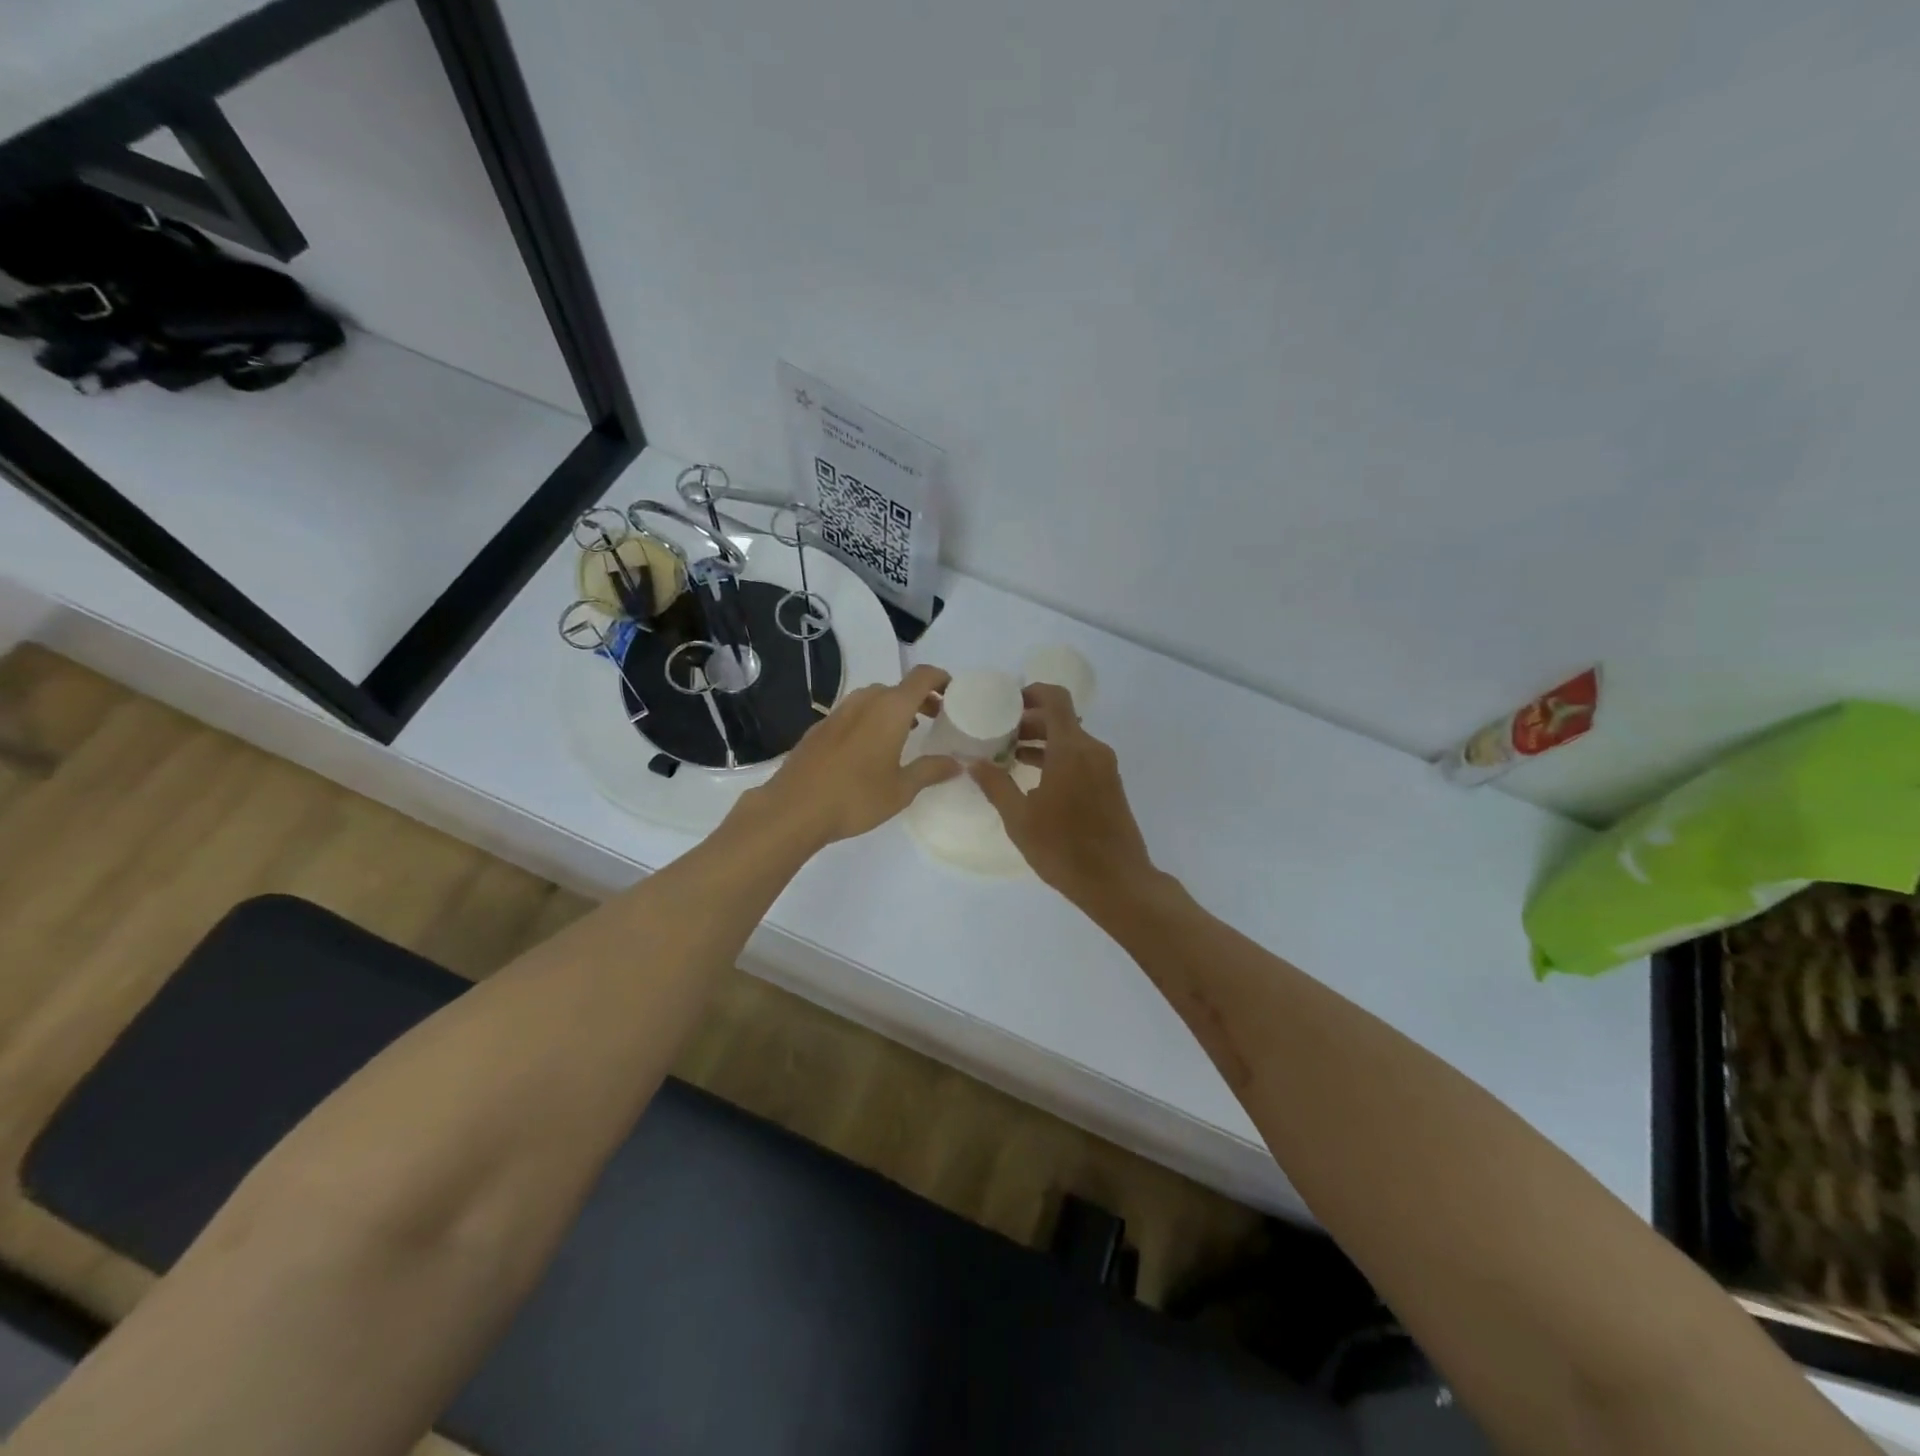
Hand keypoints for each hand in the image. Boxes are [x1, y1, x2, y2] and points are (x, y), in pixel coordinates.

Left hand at [747, 663, 960, 846]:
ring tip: (904, 734)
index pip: (922, 677)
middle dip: (918, 698)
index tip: (953, 693)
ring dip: (893, 709)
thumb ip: (930, 771)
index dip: (941, 678)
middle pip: (897, 688)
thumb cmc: (855, 797)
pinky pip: (853, 713)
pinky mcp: (819, 728)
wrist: (793, 809)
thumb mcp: (901, 790)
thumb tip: (956, 763)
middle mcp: (864, 702)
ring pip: (872, 699)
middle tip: (934, 719)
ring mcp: (837, 713)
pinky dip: (870, 720)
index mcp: (890, 709)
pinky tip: (868, 749)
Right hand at [970, 684, 1155, 904]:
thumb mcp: (1020, 819)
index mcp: (1071, 749)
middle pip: (1061, 718)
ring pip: (1070, 739)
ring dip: (1042, 741)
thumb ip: (995, 785)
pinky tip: (1034, 778)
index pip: (1055, 699)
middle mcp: (1092, 750)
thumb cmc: (1064, 849)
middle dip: (1029, 721)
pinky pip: (1081, 757)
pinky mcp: (1110, 785)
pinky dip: (1057, 757)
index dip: (1031, 692)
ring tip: (1009, 756)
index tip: (1005, 703)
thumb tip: (972, 761)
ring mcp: (1105, 767)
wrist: (1118, 882)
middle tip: (998, 734)